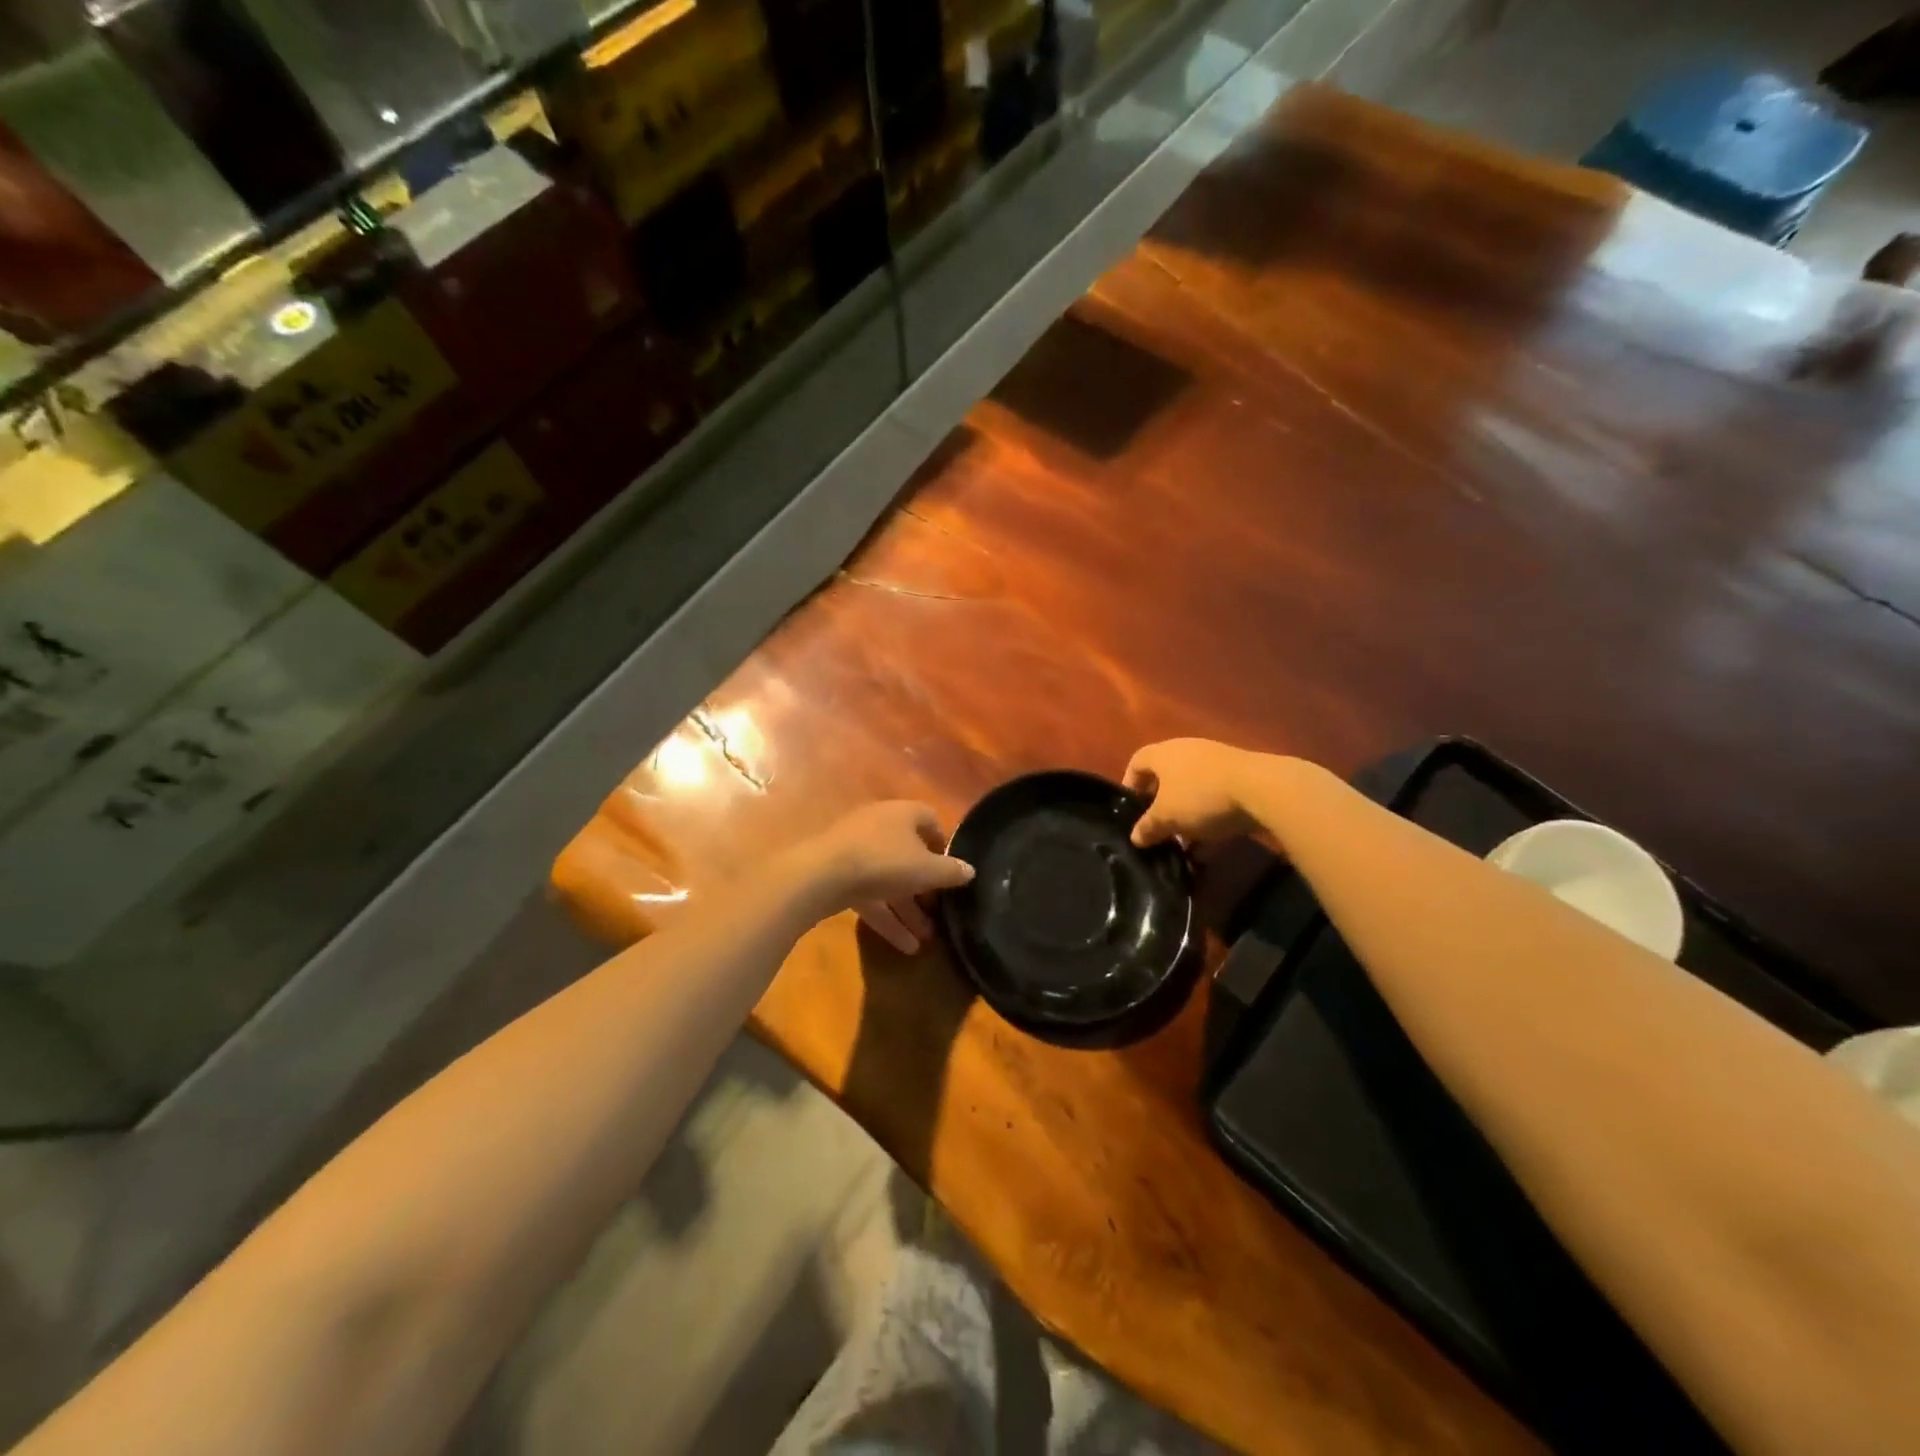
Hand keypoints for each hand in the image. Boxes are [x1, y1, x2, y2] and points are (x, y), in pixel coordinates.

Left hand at [790, 801, 973, 953]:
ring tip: (927, 938)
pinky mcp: (840, 876)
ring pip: (890, 881)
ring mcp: (857, 851)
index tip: (952, 869)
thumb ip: (951, 871)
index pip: (930, 820)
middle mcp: (880, 826)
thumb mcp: (927, 870)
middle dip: (925, 887)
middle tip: (940, 911)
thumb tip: (970, 871)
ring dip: (908, 909)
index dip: (943, 844)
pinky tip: (905, 946)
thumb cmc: (885, 861)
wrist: (823, 874)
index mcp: (903, 814)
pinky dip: (888, 918)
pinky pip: (871, 896)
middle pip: (910, 855)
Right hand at [1124, 738, 1261, 847]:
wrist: (1263, 789)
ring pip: (1192, 791)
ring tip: (1184, 845)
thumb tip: (1135, 837)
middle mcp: (1187, 751)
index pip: (1137, 762)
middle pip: (1166, 778)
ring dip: (1185, 816)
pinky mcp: (1241, 777)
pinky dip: (1209, 819)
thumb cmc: (1200, 797)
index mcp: (1164, 754)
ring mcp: (1216, 763)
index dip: (1129, 784)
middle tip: (1157, 830)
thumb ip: (1147, 827)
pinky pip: (1215, 798)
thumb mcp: (1167, 818)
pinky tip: (1209, 846)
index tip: (1131, 809)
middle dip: (1160, 807)